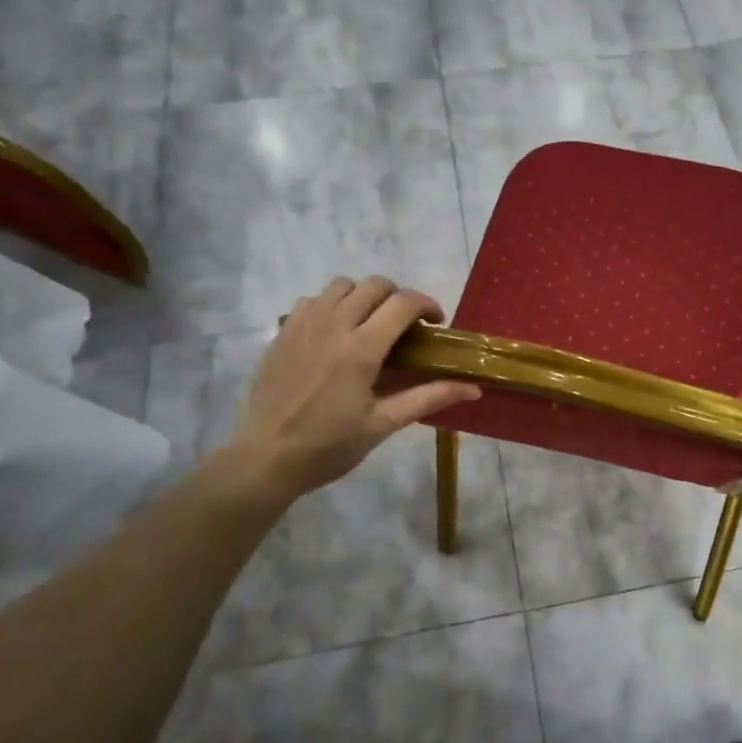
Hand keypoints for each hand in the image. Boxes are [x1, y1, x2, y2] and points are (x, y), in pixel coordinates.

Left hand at [216, 276, 479, 504]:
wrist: (267, 457)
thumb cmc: (330, 445)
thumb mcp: (384, 424)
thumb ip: (429, 398)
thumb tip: (473, 388)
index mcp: (362, 348)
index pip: (403, 303)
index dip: (427, 305)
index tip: (436, 324)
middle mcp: (333, 325)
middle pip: (374, 285)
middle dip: (398, 298)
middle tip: (404, 327)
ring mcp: (303, 324)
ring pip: (341, 286)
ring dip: (363, 297)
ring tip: (368, 325)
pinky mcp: (282, 332)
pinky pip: (311, 300)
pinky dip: (330, 306)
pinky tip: (334, 334)